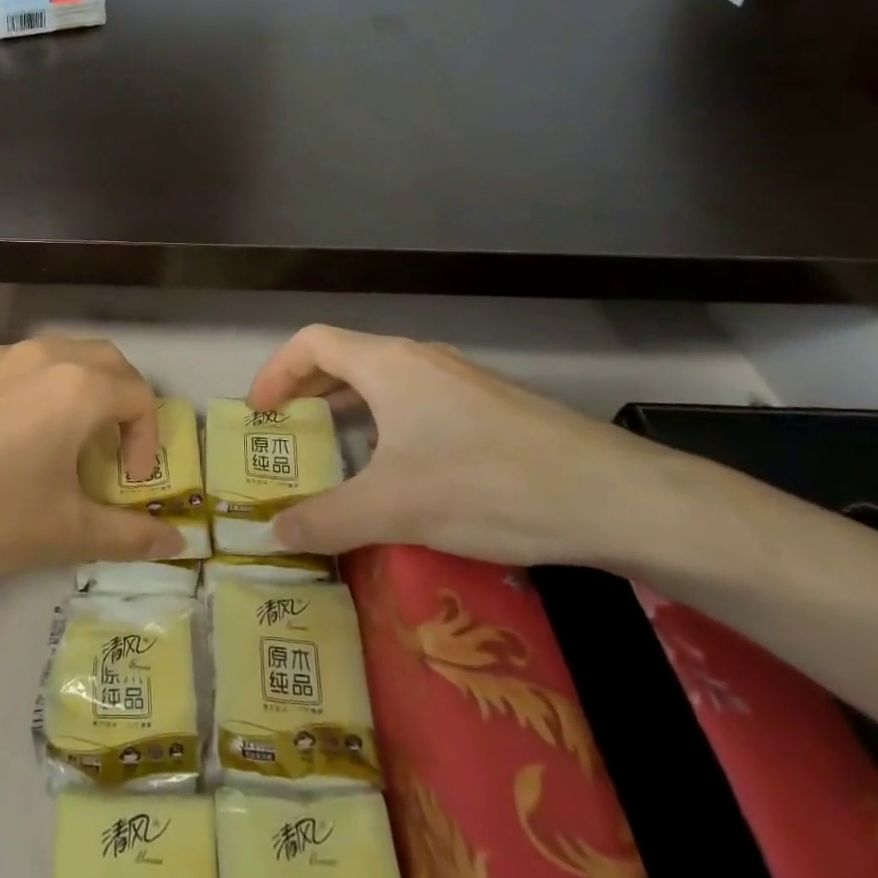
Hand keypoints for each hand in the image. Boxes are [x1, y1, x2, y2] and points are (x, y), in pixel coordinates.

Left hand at [0, 335, 186, 587]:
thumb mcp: (64, 533)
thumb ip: (128, 536)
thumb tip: (178, 544)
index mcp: (76, 387)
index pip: (139, 396)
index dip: (147, 440)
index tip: (128, 482)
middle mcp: (39, 356)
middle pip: (104, 360)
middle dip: (120, 400)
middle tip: (108, 449)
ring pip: (53, 356)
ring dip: (73, 390)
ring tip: (55, 440)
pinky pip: (7, 370)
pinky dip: (25, 392)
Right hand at [249, 325, 688, 565]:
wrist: (617, 497)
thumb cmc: (487, 485)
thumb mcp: (393, 508)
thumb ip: (324, 521)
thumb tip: (270, 535)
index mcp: (389, 364)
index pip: (312, 342)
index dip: (276, 371)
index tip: (260, 413)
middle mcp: (422, 359)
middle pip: (346, 357)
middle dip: (308, 389)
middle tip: (288, 430)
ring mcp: (462, 381)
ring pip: (386, 381)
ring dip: (349, 406)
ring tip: (336, 448)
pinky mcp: (492, 408)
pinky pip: (418, 402)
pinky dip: (388, 422)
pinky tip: (401, 469)